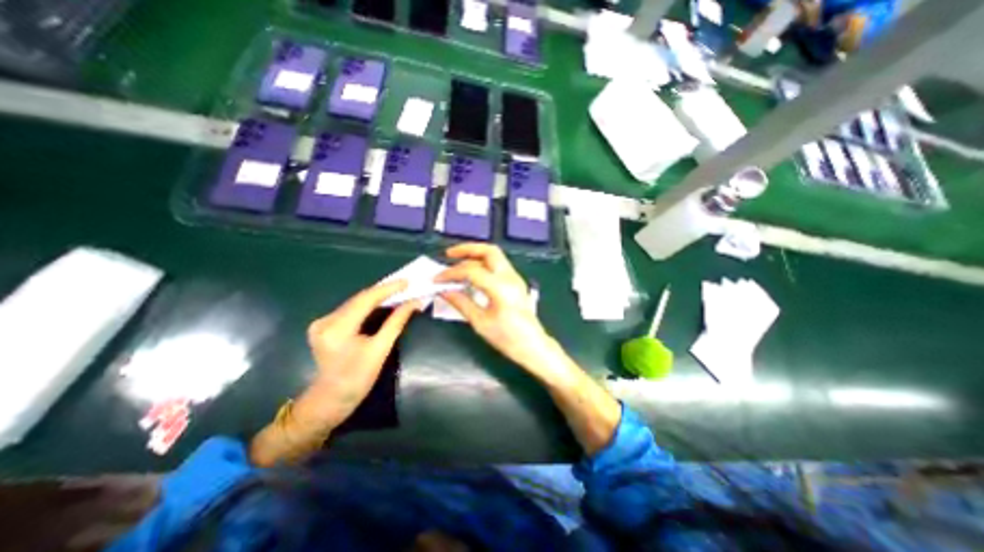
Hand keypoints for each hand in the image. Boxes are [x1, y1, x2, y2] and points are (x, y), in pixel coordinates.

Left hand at [297, 281, 417, 429]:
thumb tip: (414, 303)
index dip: (388, 289)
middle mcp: (326, 320)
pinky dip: (368, 305)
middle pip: (359, 299)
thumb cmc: (357, 379)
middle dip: (384, 291)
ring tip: (397, 291)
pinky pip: (351, 309)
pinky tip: (381, 303)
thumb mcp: (380, 350)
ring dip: (376, 297)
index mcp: (338, 328)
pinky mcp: (324, 326)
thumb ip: (396, 323)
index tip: (407, 281)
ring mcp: (322, 322)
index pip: (366, 299)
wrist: (330, 400)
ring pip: (355, 303)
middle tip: (405, 285)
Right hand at [437, 244, 564, 377]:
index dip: (452, 273)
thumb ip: (462, 303)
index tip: (437, 279)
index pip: (472, 271)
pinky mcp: (515, 282)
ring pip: (494, 256)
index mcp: (501, 288)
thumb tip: (444, 292)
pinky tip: (471, 274)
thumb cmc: (508, 338)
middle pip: (489, 251)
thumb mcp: (481, 323)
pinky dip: (482, 264)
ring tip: (457, 263)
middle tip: (449, 254)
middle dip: (467, 249)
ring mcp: (515, 278)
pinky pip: (498, 265)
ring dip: (475, 256)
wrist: (533, 346)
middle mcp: (510, 277)